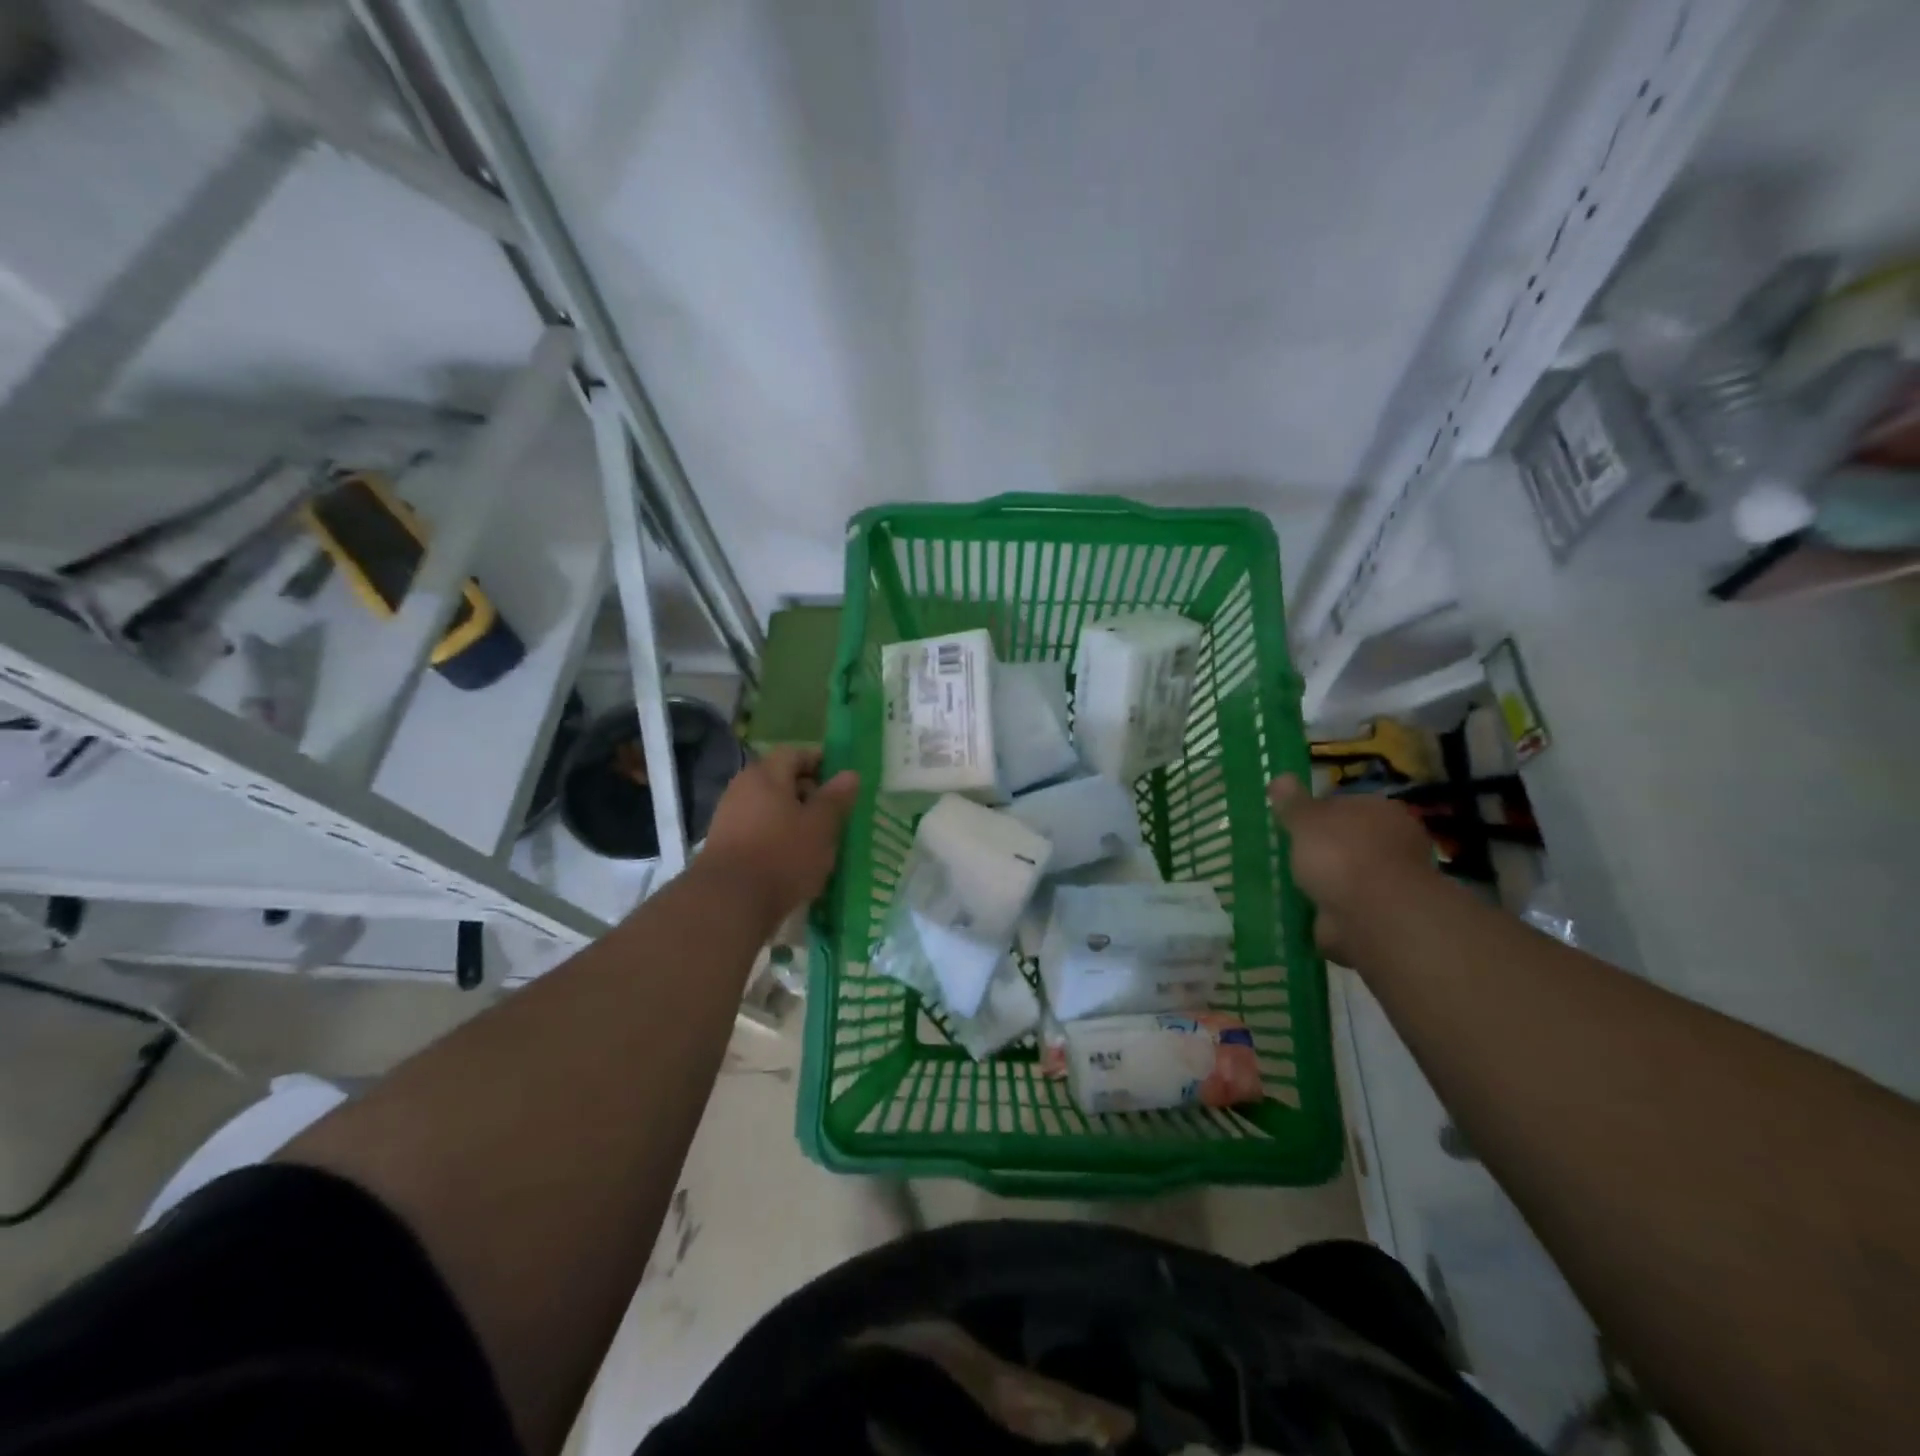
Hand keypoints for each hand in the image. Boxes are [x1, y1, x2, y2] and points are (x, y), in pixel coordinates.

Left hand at [700, 748, 859, 925]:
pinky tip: (793, 858)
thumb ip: (836, 798)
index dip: (820, 762)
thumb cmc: (782, 855)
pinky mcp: (724, 845)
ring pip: (769, 807)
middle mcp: (742, 788)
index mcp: (766, 774)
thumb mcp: (821, 826)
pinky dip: (777, 836)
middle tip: (834, 813)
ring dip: (793, 817)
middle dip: (808, 792)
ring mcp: (728, 817)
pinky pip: (758, 829)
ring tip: (817, 839)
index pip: (795, 753)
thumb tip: (850, 774)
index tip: (841, 781)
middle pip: (780, 780)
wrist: (729, 902)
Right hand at [1268, 774, 1433, 961]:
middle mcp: (1394, 842)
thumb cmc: (1341, 854)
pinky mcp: (1383, 915)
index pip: (1345, 804)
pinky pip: (1348, 905)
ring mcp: (1391, 881)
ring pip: (1349, 874)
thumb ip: (1293, 803)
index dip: (1318, 813)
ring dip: (1328, 881)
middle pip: (1349, 839)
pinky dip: (1332, 909)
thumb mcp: (1306, 820)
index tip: (1293, 826)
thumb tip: (1280, 778)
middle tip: (1291, 856)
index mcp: (1381, 810)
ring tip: (1294, 886)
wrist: (1374, 915)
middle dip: (1324, 849)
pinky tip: (1308, 911)